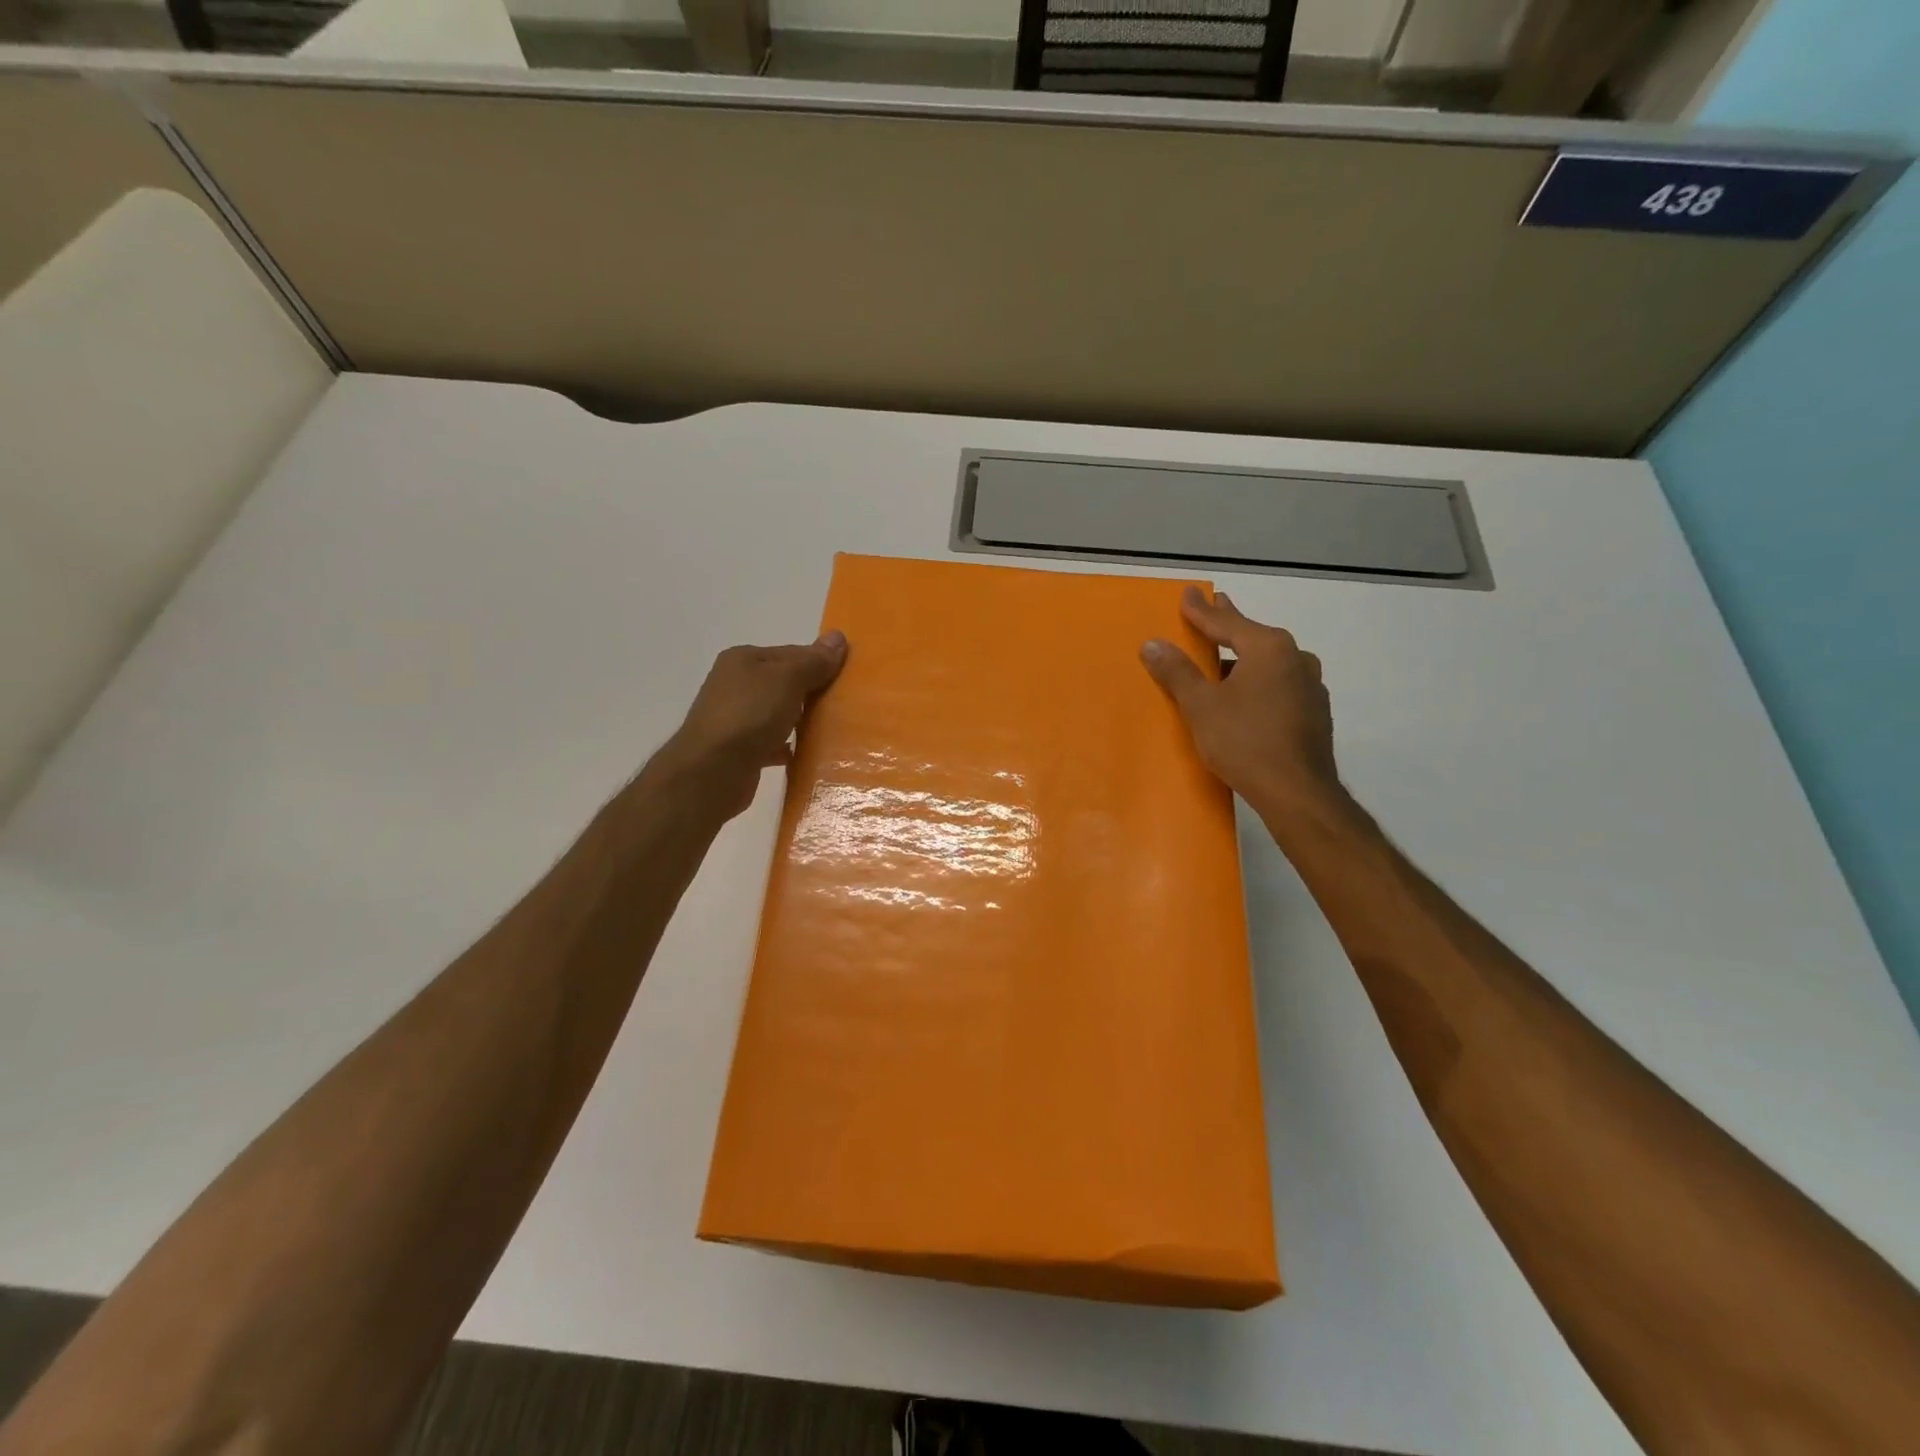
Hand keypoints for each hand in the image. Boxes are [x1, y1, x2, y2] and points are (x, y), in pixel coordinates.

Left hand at [654, 632, 847, 819]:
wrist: (712, 772)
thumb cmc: (750, 715)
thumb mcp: (787, 680)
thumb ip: (813, 661)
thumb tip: (838, 636)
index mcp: (744, 660)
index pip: (791, 653)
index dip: (819, 662)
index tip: (848, 678)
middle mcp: (735, 684)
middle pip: (784, 683)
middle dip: (811, 693)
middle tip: (844, 704)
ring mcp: (735, 718)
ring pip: (778, 713)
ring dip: (800, 720)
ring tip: (831, 730)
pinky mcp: (739, 749)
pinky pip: (772, 742)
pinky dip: (788, 746)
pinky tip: (807, 754)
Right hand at [1140, 588, 1342, 820]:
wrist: (1298, 792)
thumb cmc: (1245, 742)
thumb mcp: (1201, 706)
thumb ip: (1177, 672)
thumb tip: (1151, 644)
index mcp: (1269, 648)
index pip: (1226, 622)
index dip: (1201, 610)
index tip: (1187, 593)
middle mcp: (1295, 658)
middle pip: (1252, 636)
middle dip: (1229, 624)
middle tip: (1215, 606)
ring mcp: (1310, 686)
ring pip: (1268, 662)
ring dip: (1244, 657)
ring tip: (1224, 658)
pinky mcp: (1314, 712)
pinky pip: (1279, 684)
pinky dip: (1258, 681)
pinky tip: (1247, 695)